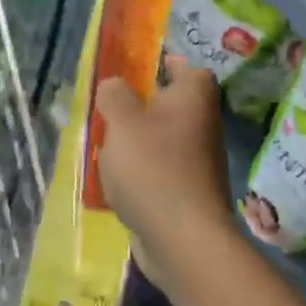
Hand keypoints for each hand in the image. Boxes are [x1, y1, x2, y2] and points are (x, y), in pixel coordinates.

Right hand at [95, 55, 230, 285]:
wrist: (183, 241)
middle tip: (108, 107)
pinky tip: (114, 180)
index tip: (134, 69)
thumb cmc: (153, 168)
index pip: (188, 68)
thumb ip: (114, 96)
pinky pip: (158, 170)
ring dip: (136, 141)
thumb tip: (114, 85)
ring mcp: (197, 162)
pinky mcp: (186, 193)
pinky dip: (139, 172)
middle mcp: (202, 125)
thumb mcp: (122, 122)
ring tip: (103, 144)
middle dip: (139, 105)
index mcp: (193, 98)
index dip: (164, 64)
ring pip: (161, 139)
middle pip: (170, 104)